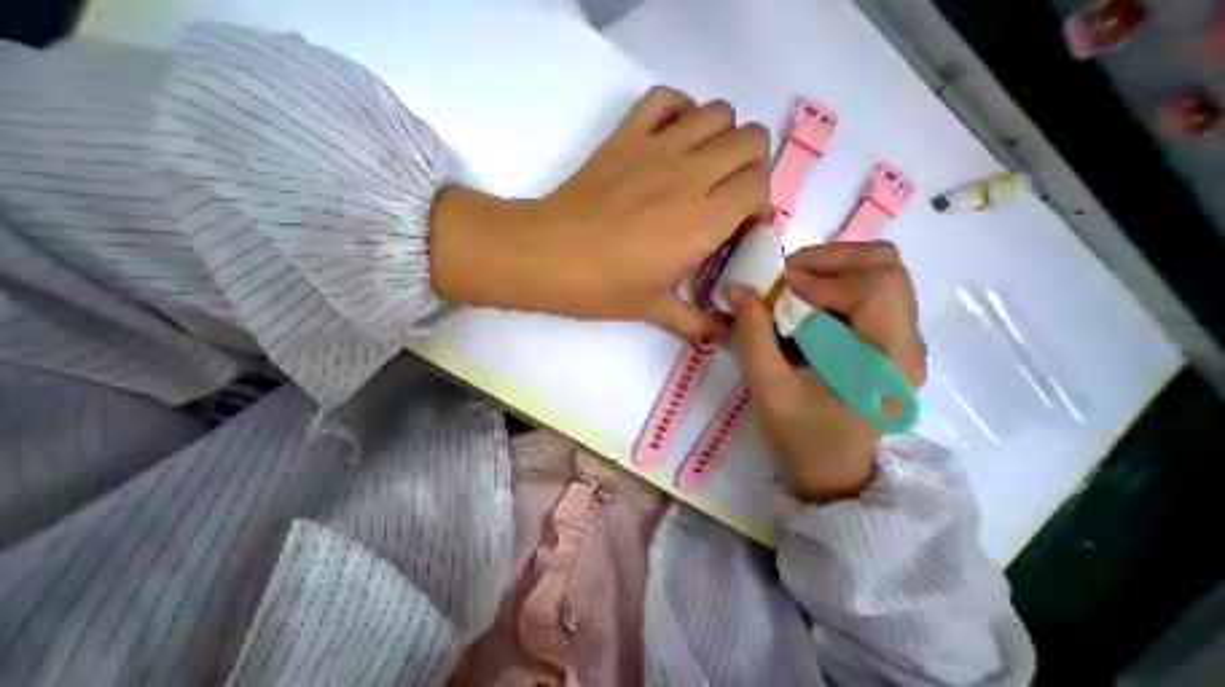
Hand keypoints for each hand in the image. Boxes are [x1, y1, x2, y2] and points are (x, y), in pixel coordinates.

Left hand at [435, 85, 768, 340]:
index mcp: (704, 221)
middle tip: (727, 195)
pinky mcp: (627, 135)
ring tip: (703, 169)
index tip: (740, 225)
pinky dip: (679, 110)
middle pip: (751, 140)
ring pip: (719, 113)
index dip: (757, 204)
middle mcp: (691, 176)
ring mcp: (658, 148)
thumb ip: (696, 323)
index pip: (759, 186)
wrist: (549, 256)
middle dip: (750, 167)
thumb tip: (723, 338)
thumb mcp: (655, 310)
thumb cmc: (604, 287)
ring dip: (722, 137)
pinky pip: (666, 98)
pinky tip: (673, 139)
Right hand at [730, 242, 923, 503]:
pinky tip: (804, 303)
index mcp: (888, 359)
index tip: (779, 290)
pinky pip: (867, 289)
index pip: (876, 287)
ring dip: (831, 268)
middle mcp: (907, 340)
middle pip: (887, 266)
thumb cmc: (802, 436)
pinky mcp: (885, 338)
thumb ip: (752, 336)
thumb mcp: (768, 388)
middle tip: (786, 278)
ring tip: (792, 287)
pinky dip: (832, 283)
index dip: (823, 280)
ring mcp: (900, 337)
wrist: (832, 470)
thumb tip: (736, 287)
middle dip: (829, 261)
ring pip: (880, 271)